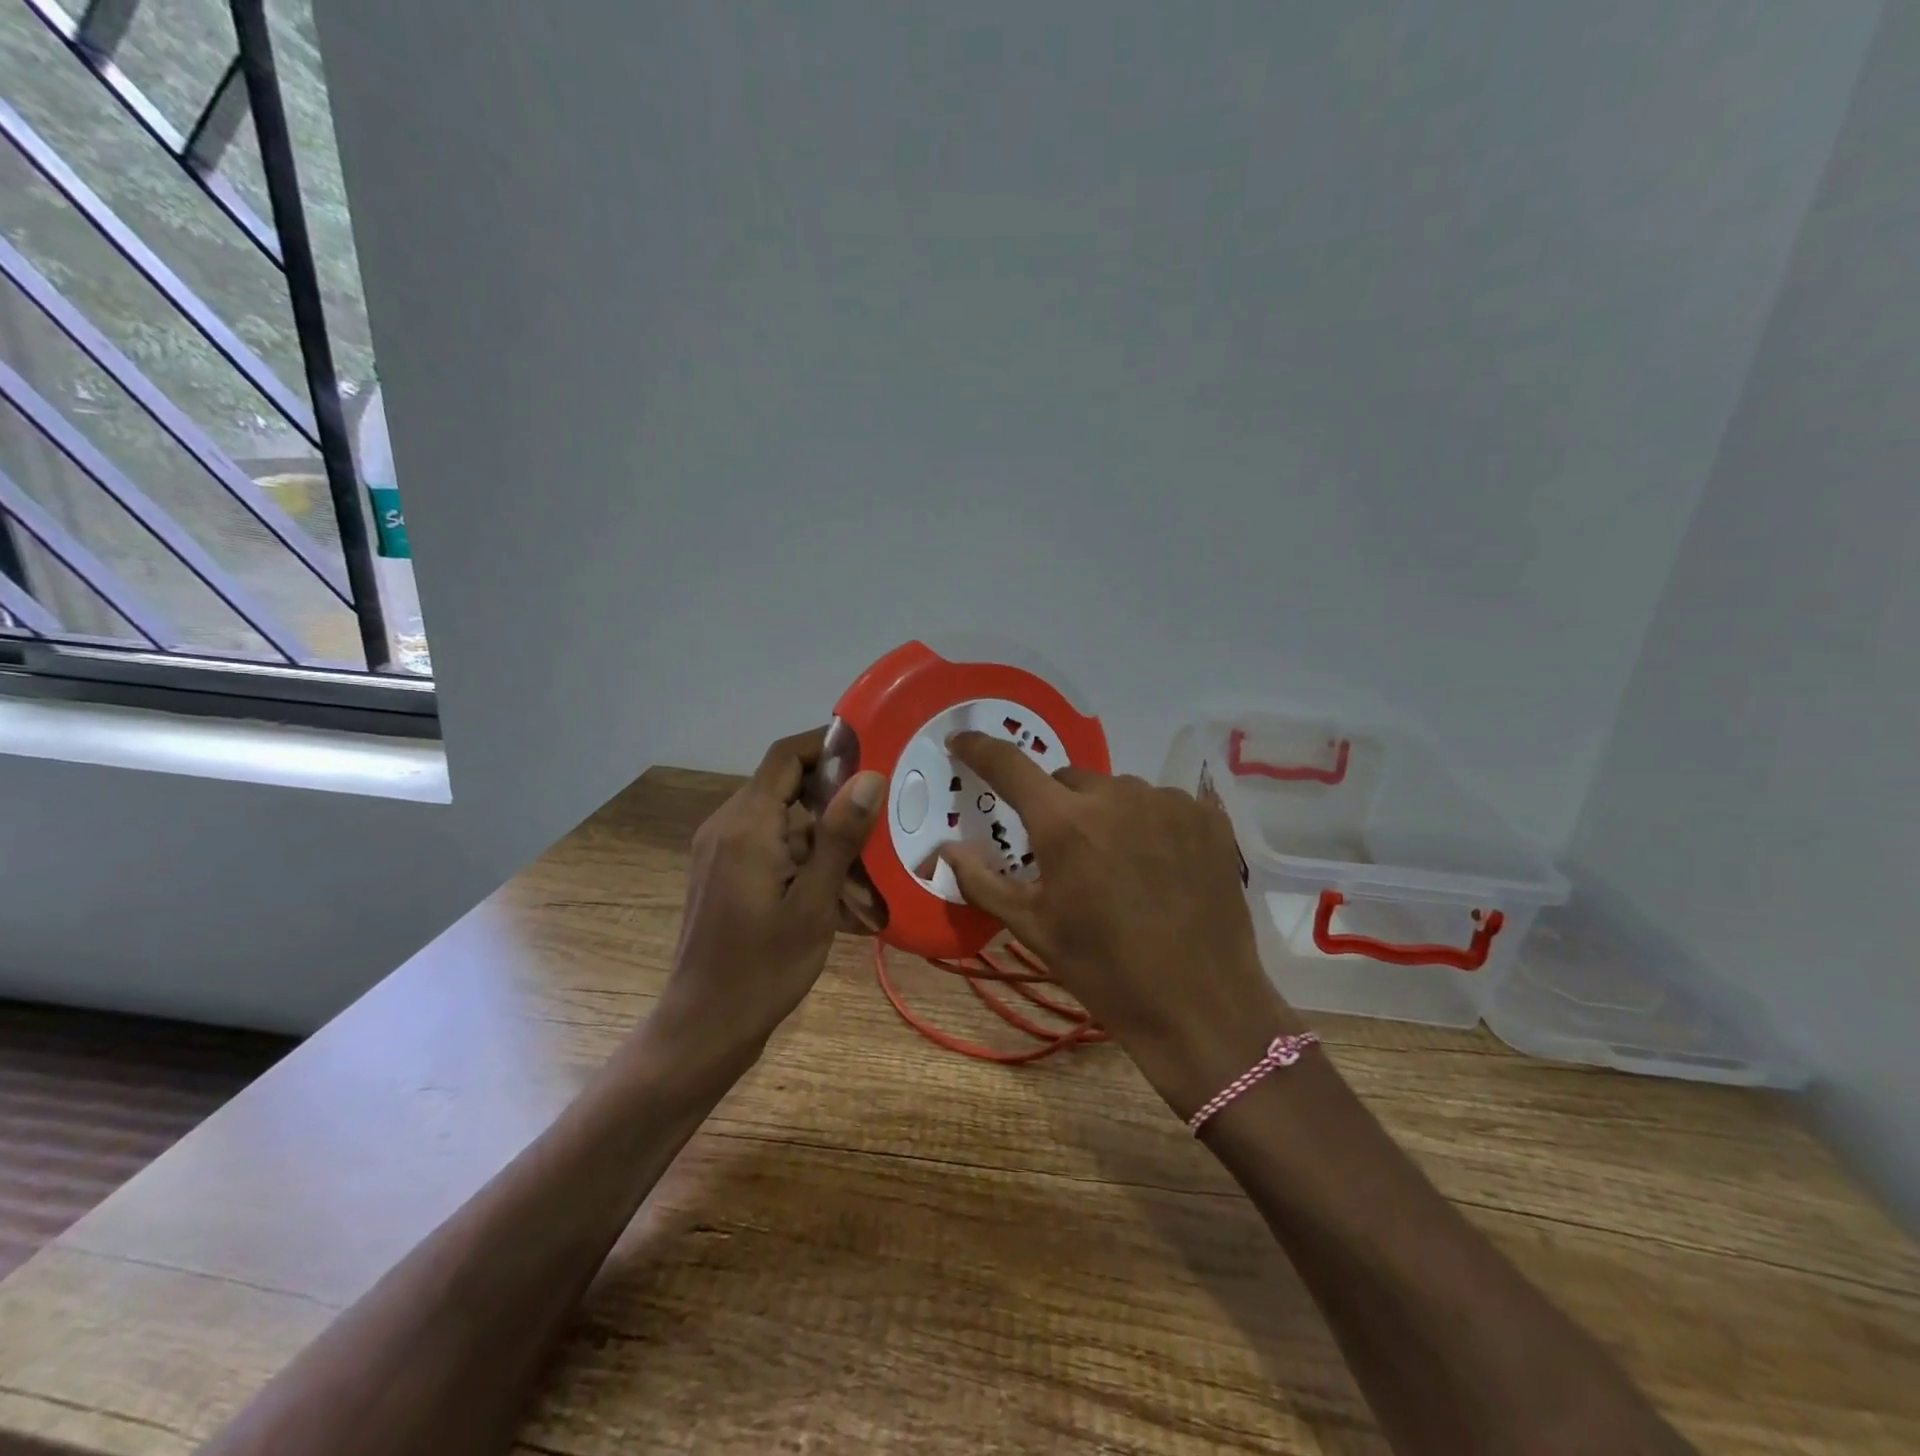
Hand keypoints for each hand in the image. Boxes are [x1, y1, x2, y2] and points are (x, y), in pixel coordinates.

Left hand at [653, 728, 885, 1065]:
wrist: (704, 1028)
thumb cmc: (763, 969)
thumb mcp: (814, 905)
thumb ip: (839, 837)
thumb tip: (868, 777)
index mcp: (746, 825)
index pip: (785, 756)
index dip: (827, 746)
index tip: (872, 754)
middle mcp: (726, 827)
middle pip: (786, 787)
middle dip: (834, 800)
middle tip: (881, 818)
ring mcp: (720, 851)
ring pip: (782, 823)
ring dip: (824, 840)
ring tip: (869, 874)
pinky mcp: (722, 874)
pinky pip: (770, 848)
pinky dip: (805, 861)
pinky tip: (839, 896)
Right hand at [939, 733, 1306, 1118]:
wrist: (1201, 1006)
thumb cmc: (1105, 970)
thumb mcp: (1034, 929)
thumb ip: (982, 881)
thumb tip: (947, 848)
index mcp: (1065, 823)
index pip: (1009, 765)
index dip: (979, 748)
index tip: (961, 741)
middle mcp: (1116, 795)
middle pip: (1068, 781)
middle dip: (1056, 807)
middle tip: (1063, 853)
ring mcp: (1168, 802)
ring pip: (1117, 791)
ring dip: (1105, 815)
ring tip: (1118, 864)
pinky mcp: (1207, 816)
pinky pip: (1161, 804)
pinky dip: (1149, 823)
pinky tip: (1158, 865)